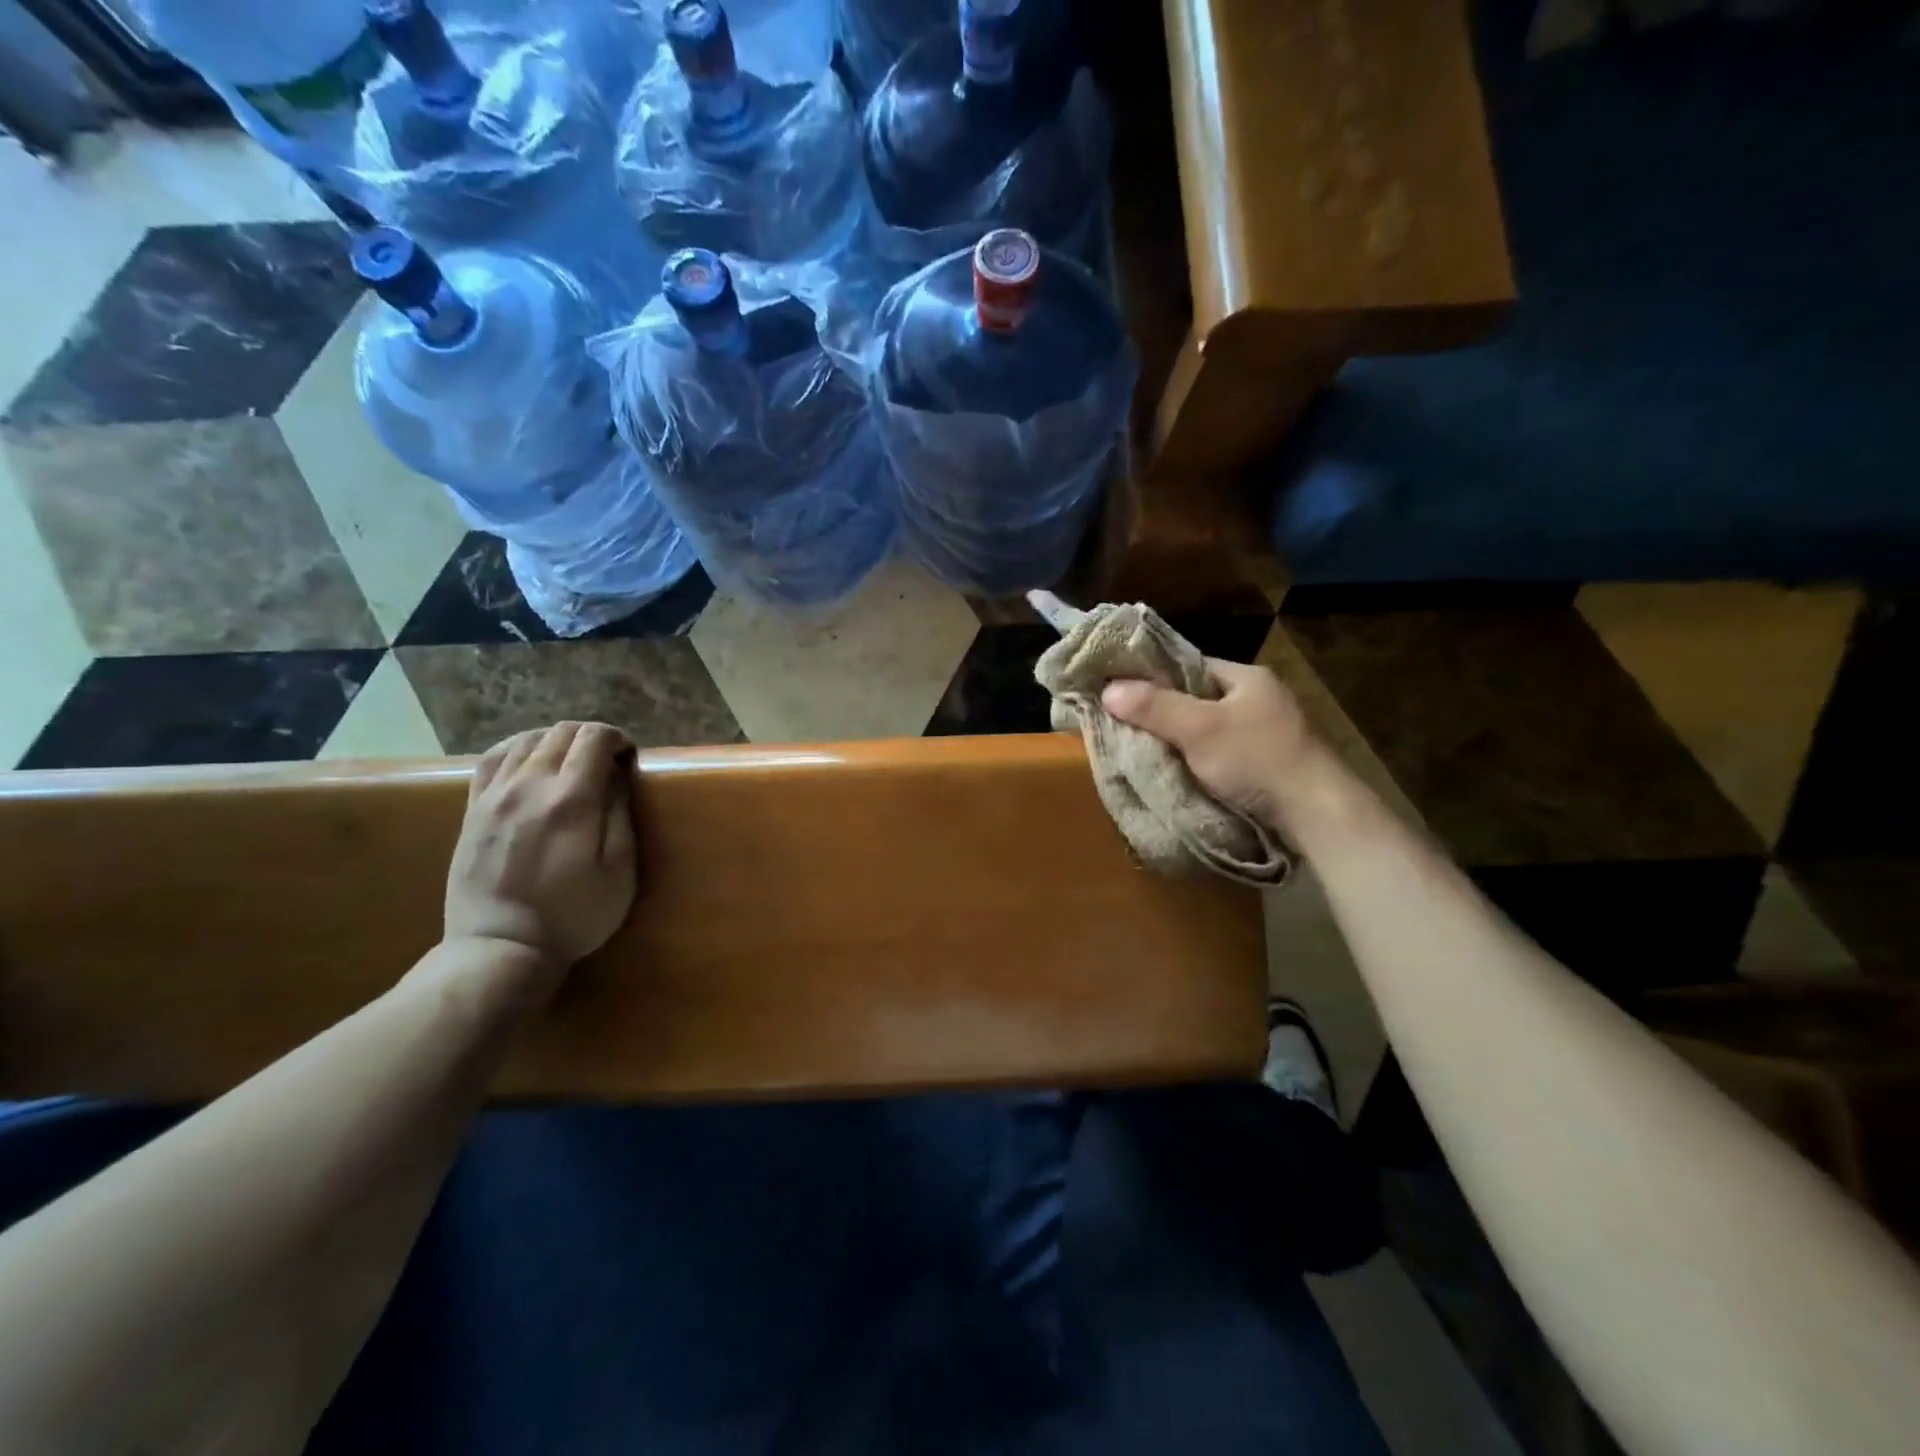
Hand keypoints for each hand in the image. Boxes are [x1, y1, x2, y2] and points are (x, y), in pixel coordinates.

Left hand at [444, 722, 637, 973]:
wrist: (501, 948)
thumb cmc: (573, 914)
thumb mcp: (619, 871)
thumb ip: (620, 815)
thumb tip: (619, 775)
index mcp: (572, 799)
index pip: (594, 738)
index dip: (618, 738)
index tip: (629, 758)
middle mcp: (530, 785)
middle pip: (561, 732)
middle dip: (591, 737)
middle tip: (607, 761)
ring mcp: (495, 795)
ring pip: (527, 739)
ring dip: (556, 740)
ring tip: (571, 760)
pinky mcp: (474, 809)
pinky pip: (492, 758)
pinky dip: (517, 748)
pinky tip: (529, 759)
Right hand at [1101, 661, 1323, 833]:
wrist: (1317, 814)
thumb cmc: (1257, 759)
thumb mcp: (1199, 729)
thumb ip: (1154, 707)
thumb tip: (1107, 689)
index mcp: (1246, 678)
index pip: (1189, 666)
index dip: (1153, 677)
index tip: (1120, 693)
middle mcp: (1259, 699)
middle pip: (1196, 699)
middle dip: (1163, 713)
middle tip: (1125, 727)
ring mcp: (1266, 733)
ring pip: (1208, 730)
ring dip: (1180, 741)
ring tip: (1142, 751)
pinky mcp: (1268, 765)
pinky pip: (1221, 755)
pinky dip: (1198, 762)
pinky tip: (1177, 773)